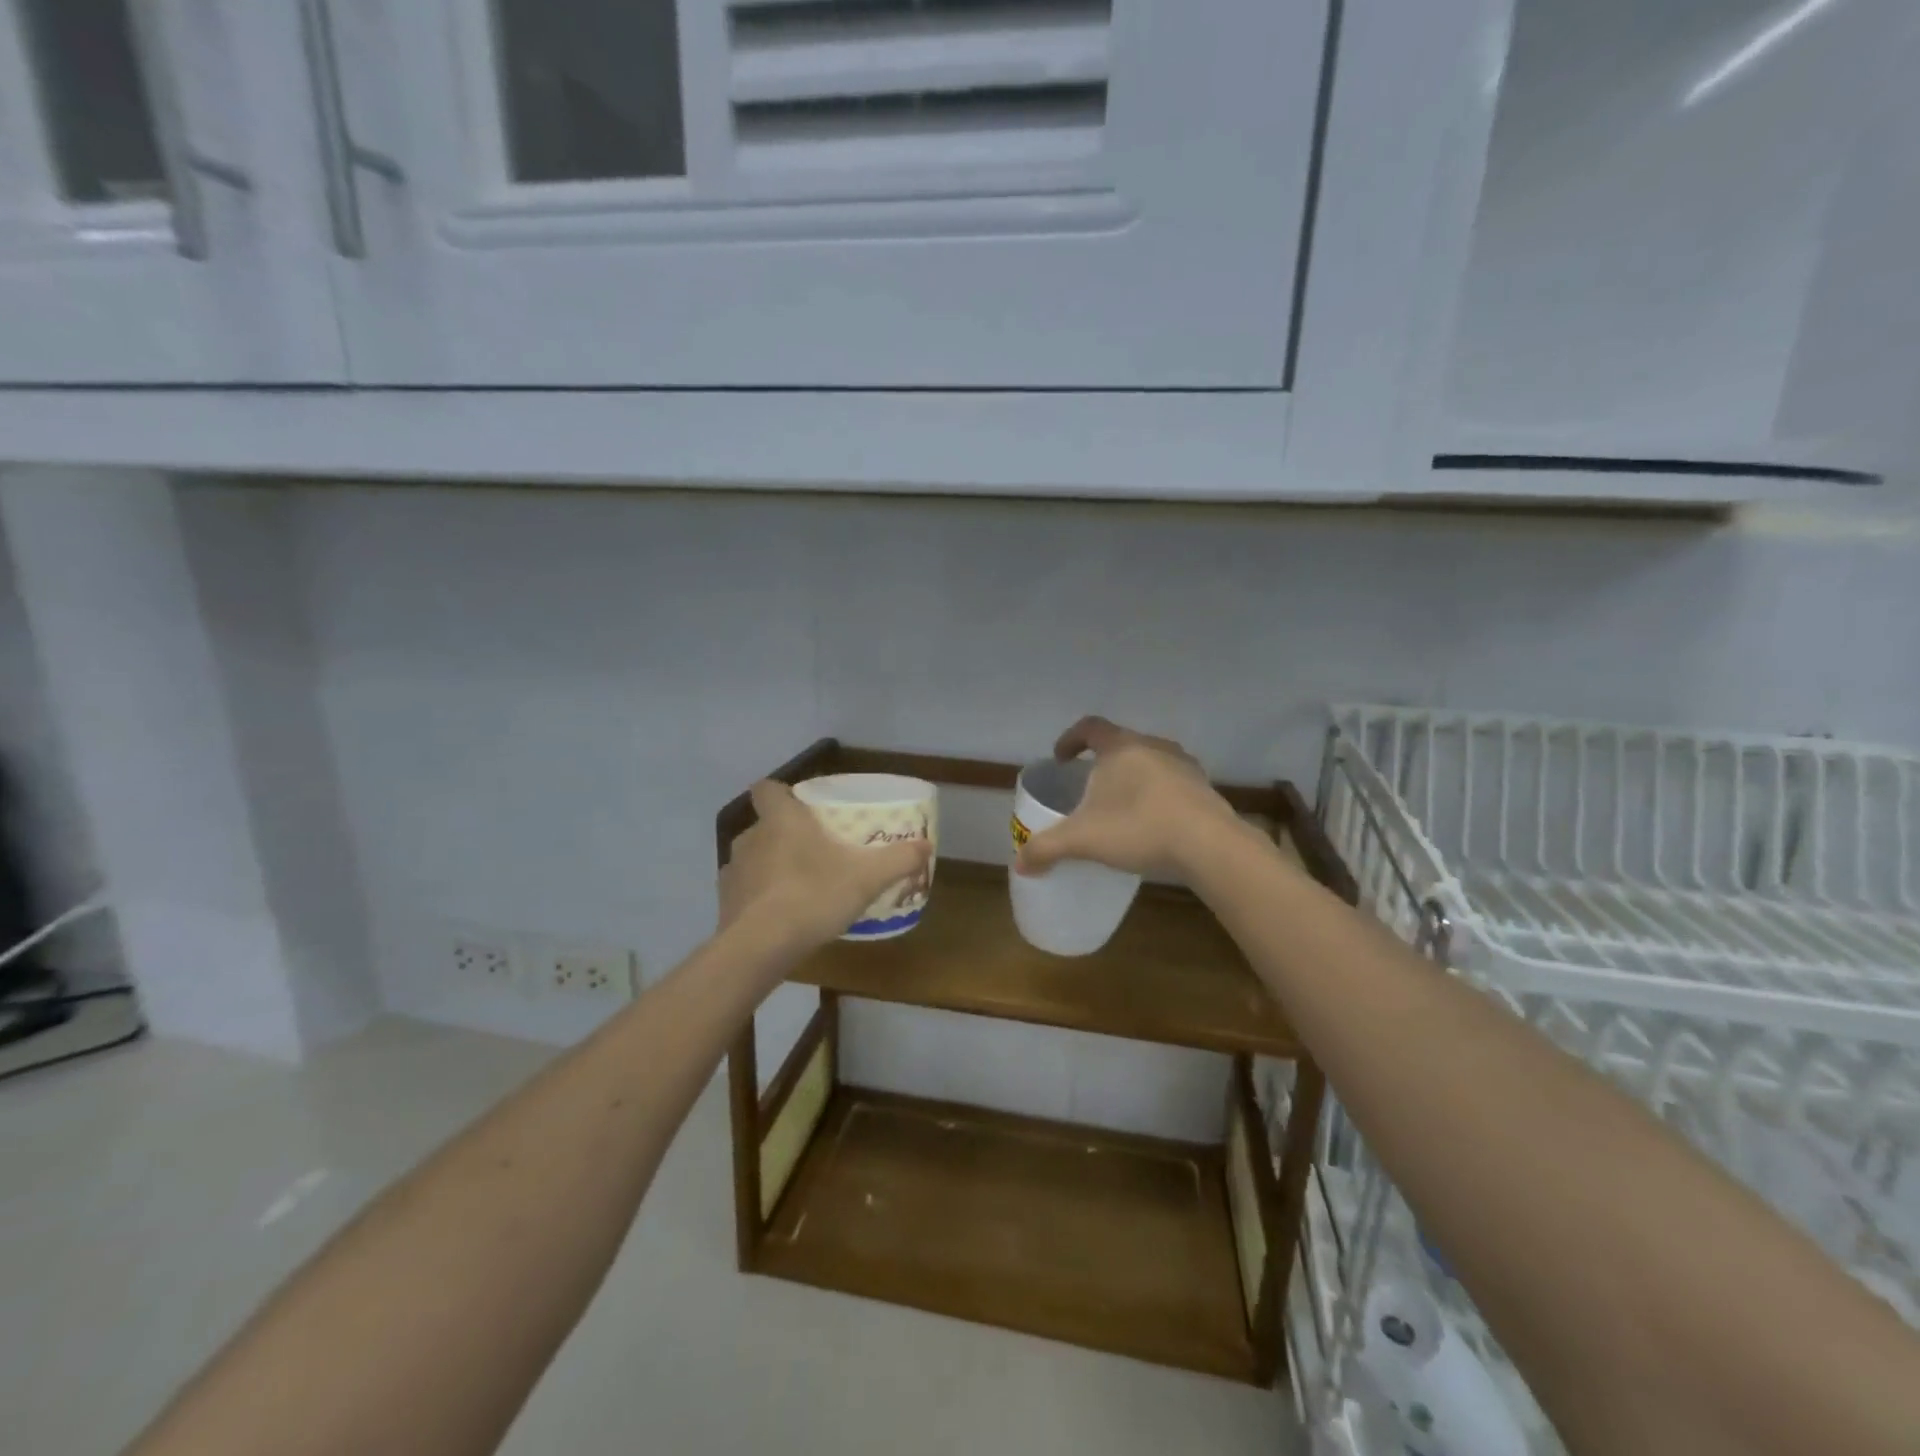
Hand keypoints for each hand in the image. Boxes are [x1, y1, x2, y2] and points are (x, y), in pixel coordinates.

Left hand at [720, 780, 932, 953]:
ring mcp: (734, 870)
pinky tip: (779, 917)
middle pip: (766, 824)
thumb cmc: (813, 896)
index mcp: (781, 820)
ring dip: (771, 866)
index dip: (782, 793)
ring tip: (799, 888)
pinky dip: (759, 898)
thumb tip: (926, 845)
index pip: (767, 788)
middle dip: (786, 835)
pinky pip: (744, 891)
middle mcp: (751, 837)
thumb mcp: (867, 878)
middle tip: (816, 853)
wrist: (760, 947)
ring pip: (754, 858)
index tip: (802, 807)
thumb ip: (898, 859)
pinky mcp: (724, 902)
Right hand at [1014, 716, 1243, 880]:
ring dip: (1132, 778)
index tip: (1061, 758)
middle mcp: (1153, 746)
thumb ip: (1047, 848)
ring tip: (1121, 806)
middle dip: (1102, 763)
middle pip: (1121, 744)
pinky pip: (1172, 783)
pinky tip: (1152, 823)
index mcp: (1121, 747)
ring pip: (1149, 762)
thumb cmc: (1139, 828)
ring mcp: (1183, 765)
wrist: (1210, 845)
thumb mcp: (1083, 839)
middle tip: (1089, 787)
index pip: (1090, 727)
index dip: (1070, 739)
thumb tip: (1019, 864)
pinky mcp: (1204, 788)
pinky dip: (1156, 795)